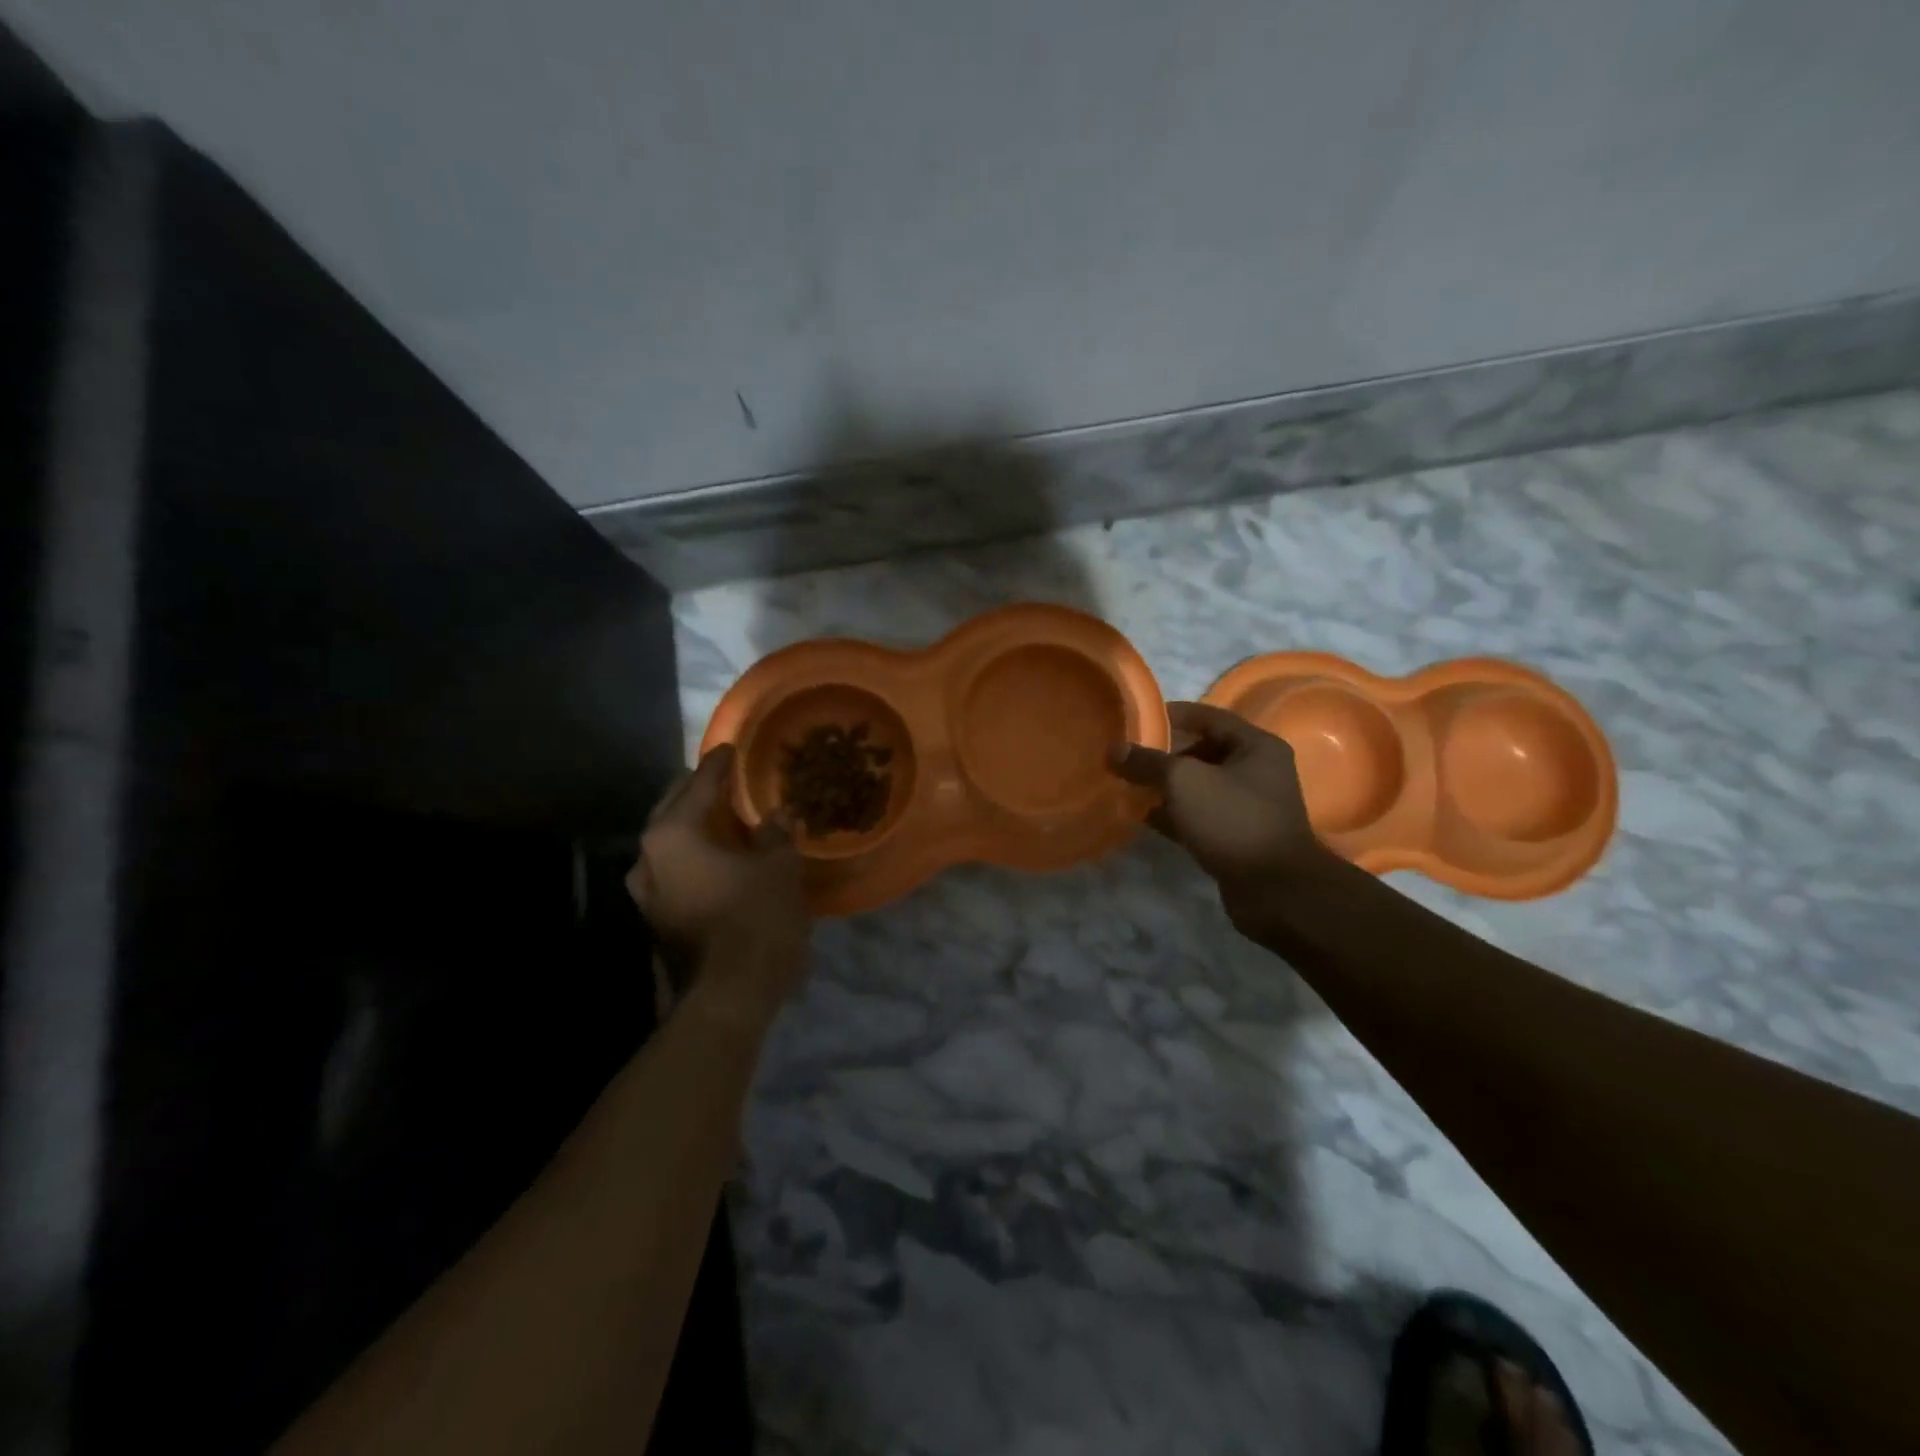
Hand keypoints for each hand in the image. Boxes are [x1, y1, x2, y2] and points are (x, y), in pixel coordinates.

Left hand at [627, 745, 810, 1032]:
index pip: (699, 785)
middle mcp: (648, 857)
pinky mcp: (656, 918)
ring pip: (669, 843)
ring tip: (721, 816)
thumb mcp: (778, 868)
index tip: (731, 748)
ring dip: (693, 826)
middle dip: (697, 792)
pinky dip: (694, 855)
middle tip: (723, 778)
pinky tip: (718, 855)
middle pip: (672, 809)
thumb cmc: (755, 918)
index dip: (719, 765)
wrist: (729, 995)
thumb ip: (776, 834)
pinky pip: (674, 869)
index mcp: (673, 834)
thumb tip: (778, 815)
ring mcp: (646, 892)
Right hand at [1111, 701, 1324, 930]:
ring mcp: (1248, 806)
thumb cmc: (1233, 820)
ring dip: (1165, 786)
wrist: (1274, 890)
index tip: (1135, 721)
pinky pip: (1199, 815)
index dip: (1171, 715)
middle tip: (1128, 757)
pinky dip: (1173, 814)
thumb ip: (1147, 762)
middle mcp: (1257, 771)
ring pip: (1198, 786)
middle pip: (1202, 751)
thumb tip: (1114, 750)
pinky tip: (1142, 816)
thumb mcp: (1184, 781)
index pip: (1208, 716)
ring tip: (1127, 785)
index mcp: (1256, 746)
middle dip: (1164, 754)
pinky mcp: (1236, 836)